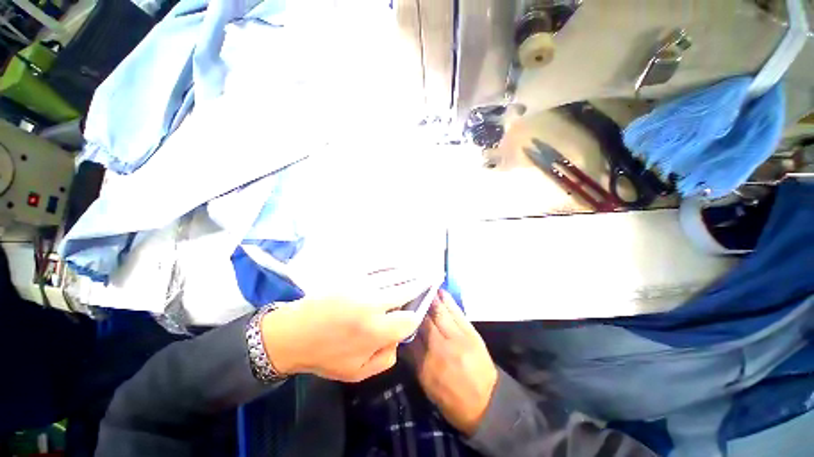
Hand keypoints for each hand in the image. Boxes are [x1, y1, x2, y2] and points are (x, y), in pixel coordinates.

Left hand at [260, 269, 424, 381]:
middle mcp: (373, 304)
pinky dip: (392, 265)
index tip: (416, 313)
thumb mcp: (356, 373)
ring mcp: (362, 286)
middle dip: (422, 284)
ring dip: (410, 272)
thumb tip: (398, 338)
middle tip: (433, 276)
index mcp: (375, 331)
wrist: (293, 333)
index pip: (409, 319)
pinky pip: (378, 267)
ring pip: (395, 275)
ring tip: (421, 269)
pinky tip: (399, 263)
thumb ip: (385, 358)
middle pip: (407, 289)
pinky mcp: (352, 275)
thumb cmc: (325, 355)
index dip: (416, 316)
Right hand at [405, 290, 497, 435]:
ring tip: (423, 286)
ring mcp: (458, 338)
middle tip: (409, 292)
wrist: (487, 403)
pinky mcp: (471, 333)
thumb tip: (405, 336)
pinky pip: (457, 312)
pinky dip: (448, 301)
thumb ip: (414, 359)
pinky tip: (441, 292)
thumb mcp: (427, 384)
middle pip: (425, 321)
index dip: (405, 321)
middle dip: (417, 305)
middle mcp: (441, 347)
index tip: (400, 308)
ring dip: (431, 299)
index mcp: (427, 364)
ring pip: (440, 313)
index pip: (411, 336)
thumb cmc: (452, 398)